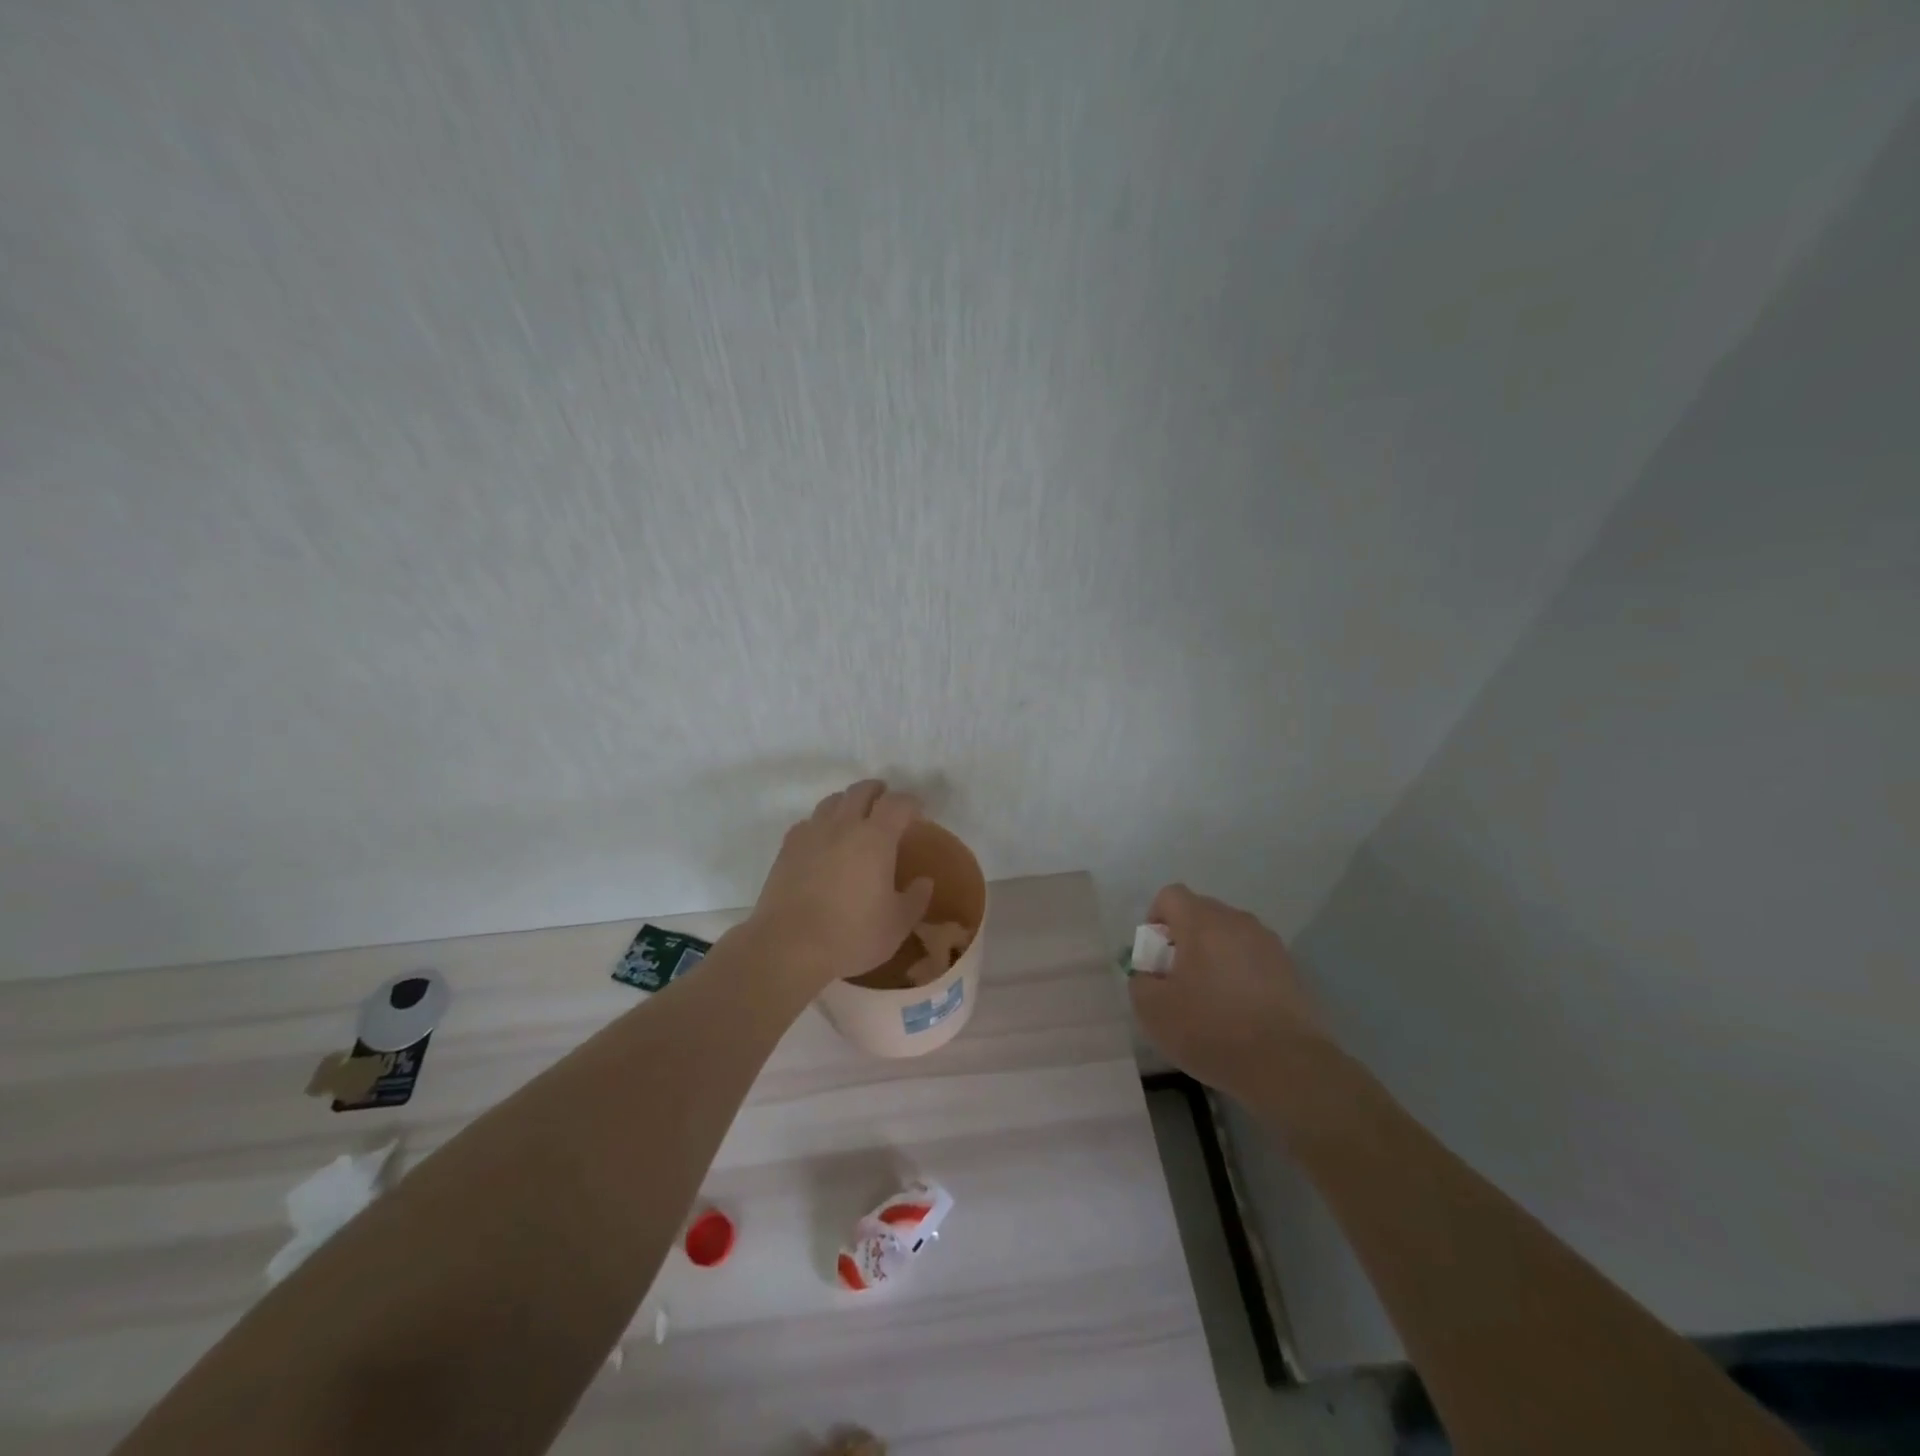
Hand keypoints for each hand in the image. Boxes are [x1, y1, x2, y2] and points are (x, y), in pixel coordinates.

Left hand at [747, 780, 934, 992]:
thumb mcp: (897, 925)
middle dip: (878, 792)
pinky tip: (822, 842)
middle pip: (861, 791)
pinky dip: (821, 824)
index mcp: (876, 838)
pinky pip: (808, 823)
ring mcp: (811, 834)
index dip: (910, 802)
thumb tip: (924, 881)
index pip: (897, 803)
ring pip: (832, 802)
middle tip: (886, 805)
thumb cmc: (852, 936)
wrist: (789, 948)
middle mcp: (843, 825)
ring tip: (854, 819)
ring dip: (848, 803)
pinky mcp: (786, 849)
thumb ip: (916, 898)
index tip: (917, 812)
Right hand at [1129, 884, 1331, 1102]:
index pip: (1171, 896)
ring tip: (1211, 996)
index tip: (1155, 957)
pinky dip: (1241, 973)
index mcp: (1201, 922)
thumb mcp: (1152, 1010)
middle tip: (1178, 979)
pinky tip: (1239, 1010)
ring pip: (1230, 935)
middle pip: (1201, 912)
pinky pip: (1253, 957)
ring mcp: (1268, 943)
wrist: (1286, 1065)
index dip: (1156, 920)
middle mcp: (1237, 921)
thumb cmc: (1210, 1030)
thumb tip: (1150, 973)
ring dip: (1214, 955)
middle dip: (1184, 938)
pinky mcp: (1291, 968)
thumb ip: (1140, 981)